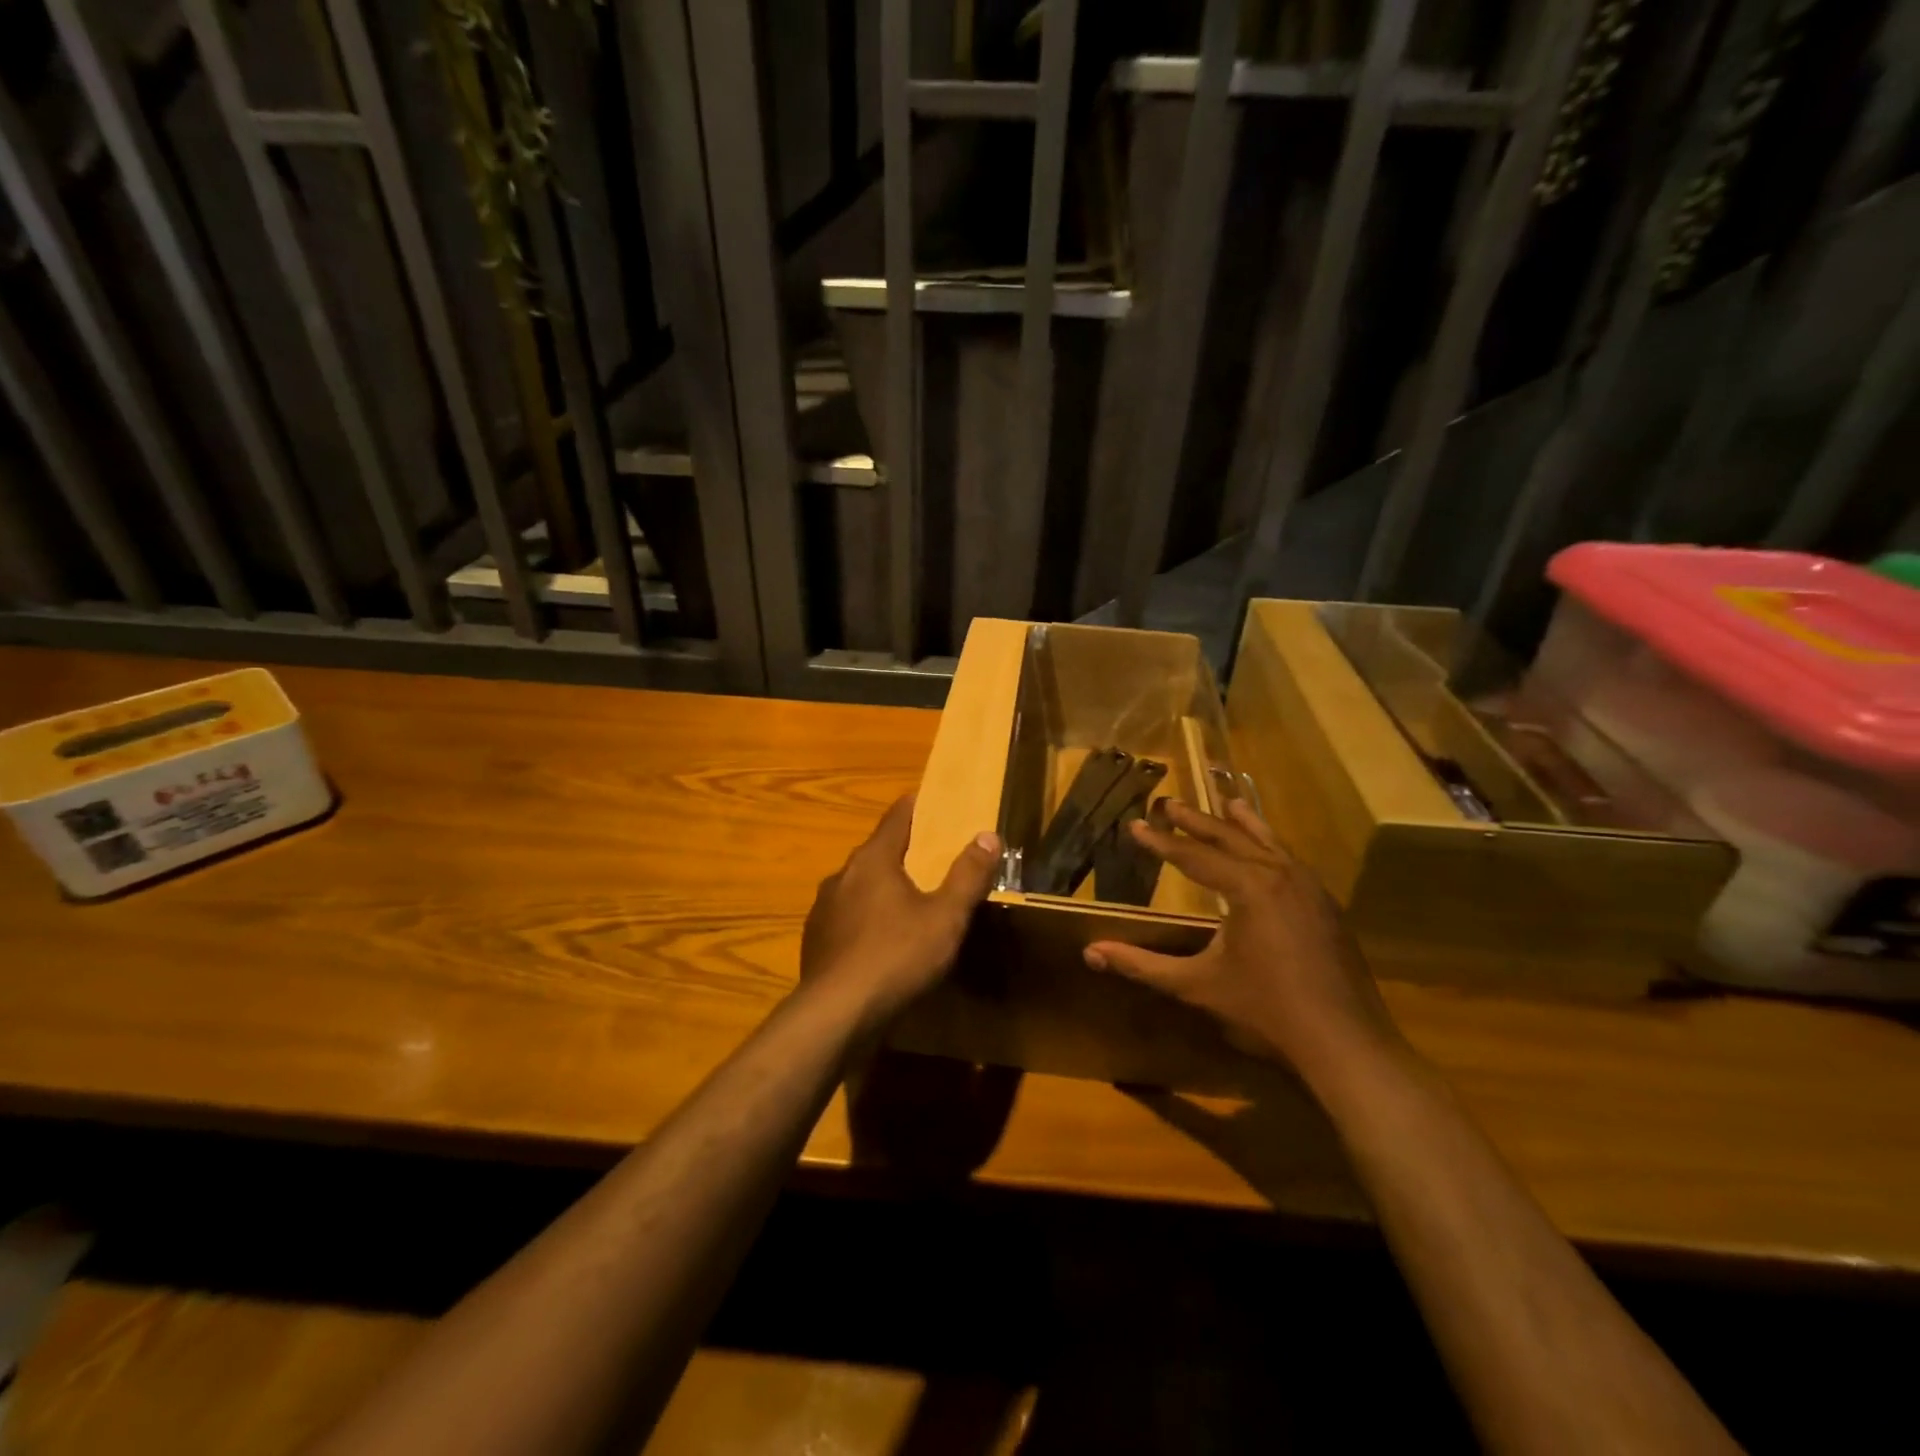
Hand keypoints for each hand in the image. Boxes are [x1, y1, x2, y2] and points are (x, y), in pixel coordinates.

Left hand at [801, 796, 1000, 1032]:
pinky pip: (847, 917)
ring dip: (882, 888)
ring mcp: (823, 909)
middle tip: (931, 858)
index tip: (933, 801)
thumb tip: (988, 835)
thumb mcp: (945, 917)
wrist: (836, 1014)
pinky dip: (866, 918)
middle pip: (877, 852)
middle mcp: (842, 875)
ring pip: (859, 886)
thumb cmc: (897, 956)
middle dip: (903, 852)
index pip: (896, 817)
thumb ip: (968, 876)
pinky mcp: (816, 940)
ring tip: (908, 903)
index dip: (916, 806)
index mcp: (873, 860)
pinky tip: (880, 942)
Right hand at [1084, 799, 1401, 1087]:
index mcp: (1248, 887)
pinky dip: (1270, 846)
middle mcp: (1280, 874)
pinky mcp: (1327, 905)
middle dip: (1197, 821)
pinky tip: (1267, 853)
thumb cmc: (1265, 1010)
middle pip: (1231, 837)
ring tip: (1227, 802)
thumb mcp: (1196, 985)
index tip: (1136, 823)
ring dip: (1242, 824)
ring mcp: (1310, 887)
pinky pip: (1290, 861)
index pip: (1193, 856)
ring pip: (1269, 842)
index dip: (1161, 842)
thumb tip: (1090, 953)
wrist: (1345, 1043)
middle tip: (1170, 803)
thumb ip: (1142, 965)